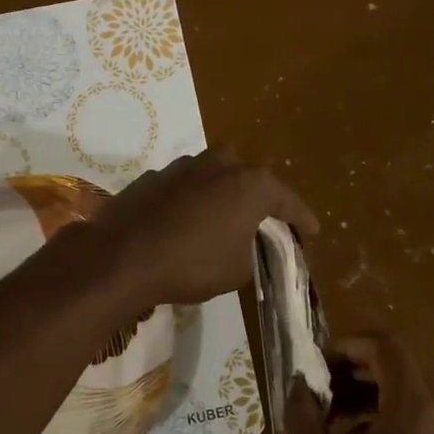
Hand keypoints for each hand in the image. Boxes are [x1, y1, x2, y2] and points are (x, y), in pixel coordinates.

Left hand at [95, 148, 316, 307]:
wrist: (122, 257)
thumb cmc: (191, 264)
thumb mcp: (238, 270)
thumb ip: (253, 250)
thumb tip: (246, 244)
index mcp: (251, 184)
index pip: (288, 202)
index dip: (302, 220)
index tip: (312, 233)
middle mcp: (221, 164)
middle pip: (251, 179)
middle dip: (261, 199)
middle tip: (265, 224)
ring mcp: (184, 166)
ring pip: (216, 176)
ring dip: (224, 195)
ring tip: (225, 221)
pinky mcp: (154, 176)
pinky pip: (186, 187)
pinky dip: (193, 201)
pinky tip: (187, 222)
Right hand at [286, 333, 433, 433]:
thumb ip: (302, 413)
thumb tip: (300, 382)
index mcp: (416, 411)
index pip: (386, 347)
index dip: (348, 345)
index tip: (317, 367)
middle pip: (398, 374)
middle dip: (353, 377)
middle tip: (317, 399)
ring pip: (409, 403)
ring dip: (368, 404)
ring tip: (331, 432)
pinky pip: (421, 431)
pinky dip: (388, 428)